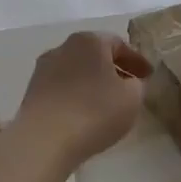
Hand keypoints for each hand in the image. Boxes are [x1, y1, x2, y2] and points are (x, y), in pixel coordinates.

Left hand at [14, 32, 151, 170]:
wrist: (44, 140)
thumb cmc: (94, 112)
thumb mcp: (132, 98)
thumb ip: (136, 85)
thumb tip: (128, 83)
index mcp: (89, 41)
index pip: (119, 44)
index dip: (137, 61)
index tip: (149, 76)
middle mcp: (63, 48)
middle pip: (94, 55)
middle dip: (113, 69)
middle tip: (129, 86)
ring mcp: (43, 70)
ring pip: (76, 72)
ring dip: (92, 83)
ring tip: (106, 103)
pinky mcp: (32, 92)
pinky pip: (62, 89)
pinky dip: (76, 96)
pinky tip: (84, 114)